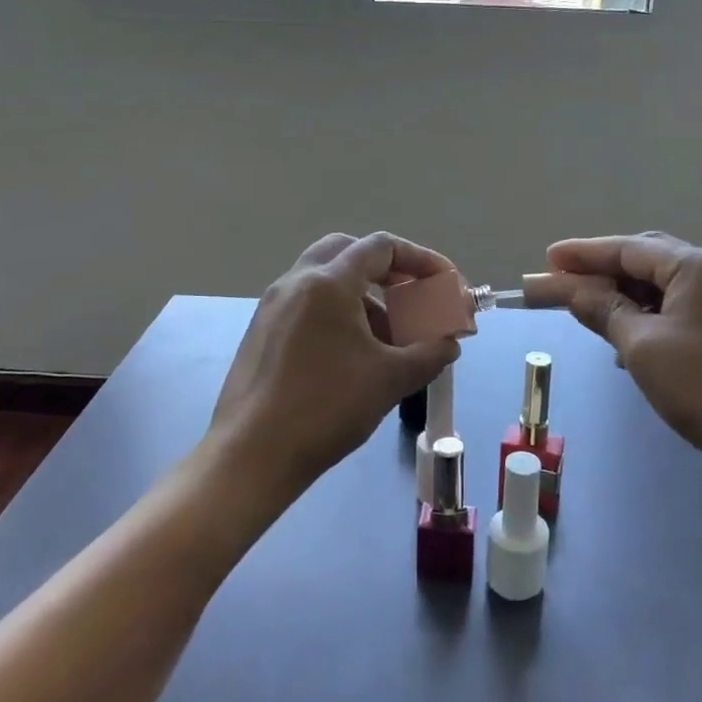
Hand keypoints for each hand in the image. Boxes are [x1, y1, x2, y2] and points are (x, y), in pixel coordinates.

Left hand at [208, 233, 459, 499]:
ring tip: (387, 336)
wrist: (252, 455)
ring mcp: (272, 306)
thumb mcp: (390, 380)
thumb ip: (430, 354)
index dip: (420, 258)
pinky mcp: (261, 331)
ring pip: (324, 279)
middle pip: (347, 251)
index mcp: (328, 283)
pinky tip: (352, 354)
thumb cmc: (325, 409)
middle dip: (385, 268)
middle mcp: (296, 282)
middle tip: (409, 294)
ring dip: (361, 294)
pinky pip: (306, 303)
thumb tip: (449, 343)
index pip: (381, 246)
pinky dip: (336, 312)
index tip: (443, 282)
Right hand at [546, 233, 701, 497]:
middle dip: (600, 271)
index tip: (546, 258)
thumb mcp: (641, 346)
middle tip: (561, 282)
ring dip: (621, 295)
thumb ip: (602, 309)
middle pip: (643, 260)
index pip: (626, 249)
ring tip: (584, 309)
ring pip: (659, 285)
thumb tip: (569, 288)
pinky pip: (674, 307)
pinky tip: (623, 335)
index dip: (582, 254)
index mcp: (696, 265)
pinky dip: (644, 314)